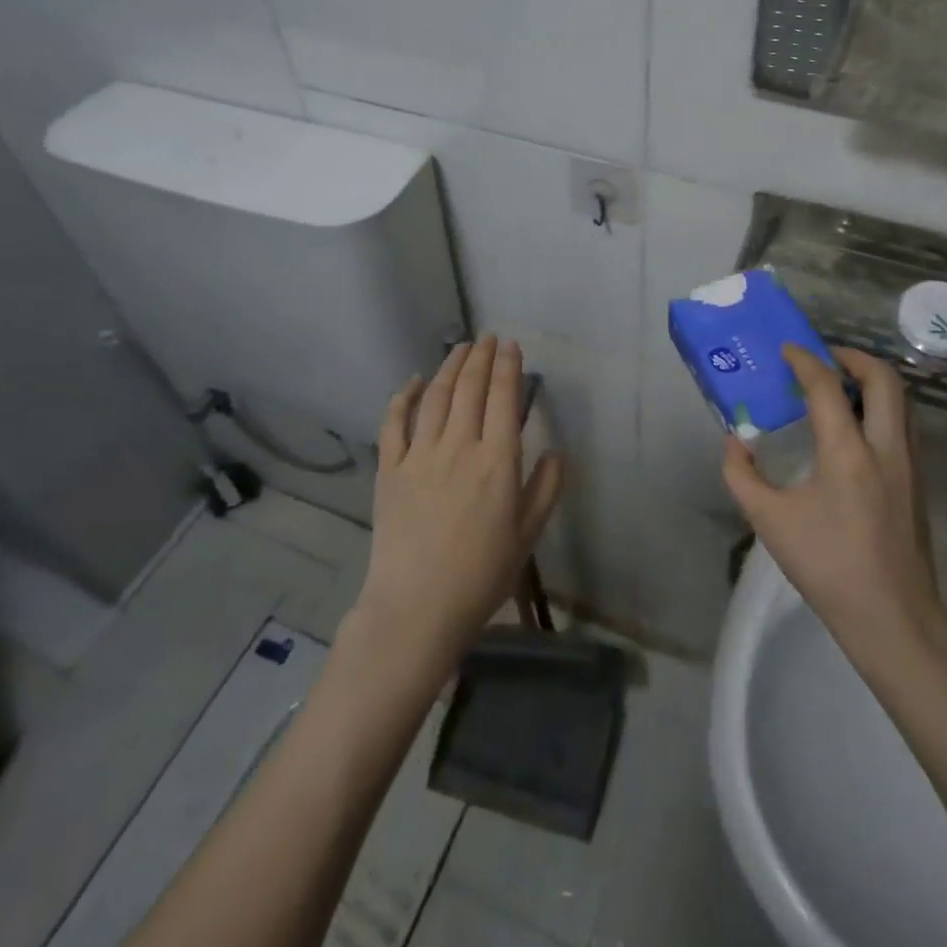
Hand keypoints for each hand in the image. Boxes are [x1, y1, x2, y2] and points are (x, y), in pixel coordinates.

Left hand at [353, 336, 564, 670]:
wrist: (416, 608)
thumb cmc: (481, 575)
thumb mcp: (528, 535)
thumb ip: (545, 489)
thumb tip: (556, 452)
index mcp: (497, 461)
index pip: (503, 397)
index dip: (508, 366)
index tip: (511, 345)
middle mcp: (459, 446)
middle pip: (469, 387)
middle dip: (480, 357)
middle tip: (487, 338)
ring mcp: (419, 455)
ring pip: (435, 396)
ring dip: (449, 366)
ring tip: (460, 348)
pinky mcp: (390, 469)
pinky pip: (394, 422)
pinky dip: (404, 396)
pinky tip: (413, 381)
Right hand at [722, 345, 945, 652]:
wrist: (893, 617)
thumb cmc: (828, 567)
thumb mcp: (769, 521)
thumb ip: (742, 476)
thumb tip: (735, 443)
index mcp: (848, 452)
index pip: (827, 386)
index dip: (805, 360)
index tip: (787, 350)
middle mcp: (886, 446)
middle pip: (883, 379)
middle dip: (853, 357)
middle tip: (823, 358)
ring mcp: (909, 463)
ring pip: (900, 400)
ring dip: (871, 381)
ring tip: (839, 386)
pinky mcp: (918, 480)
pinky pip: (903, 423)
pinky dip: (881, 406)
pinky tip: (855, 428)